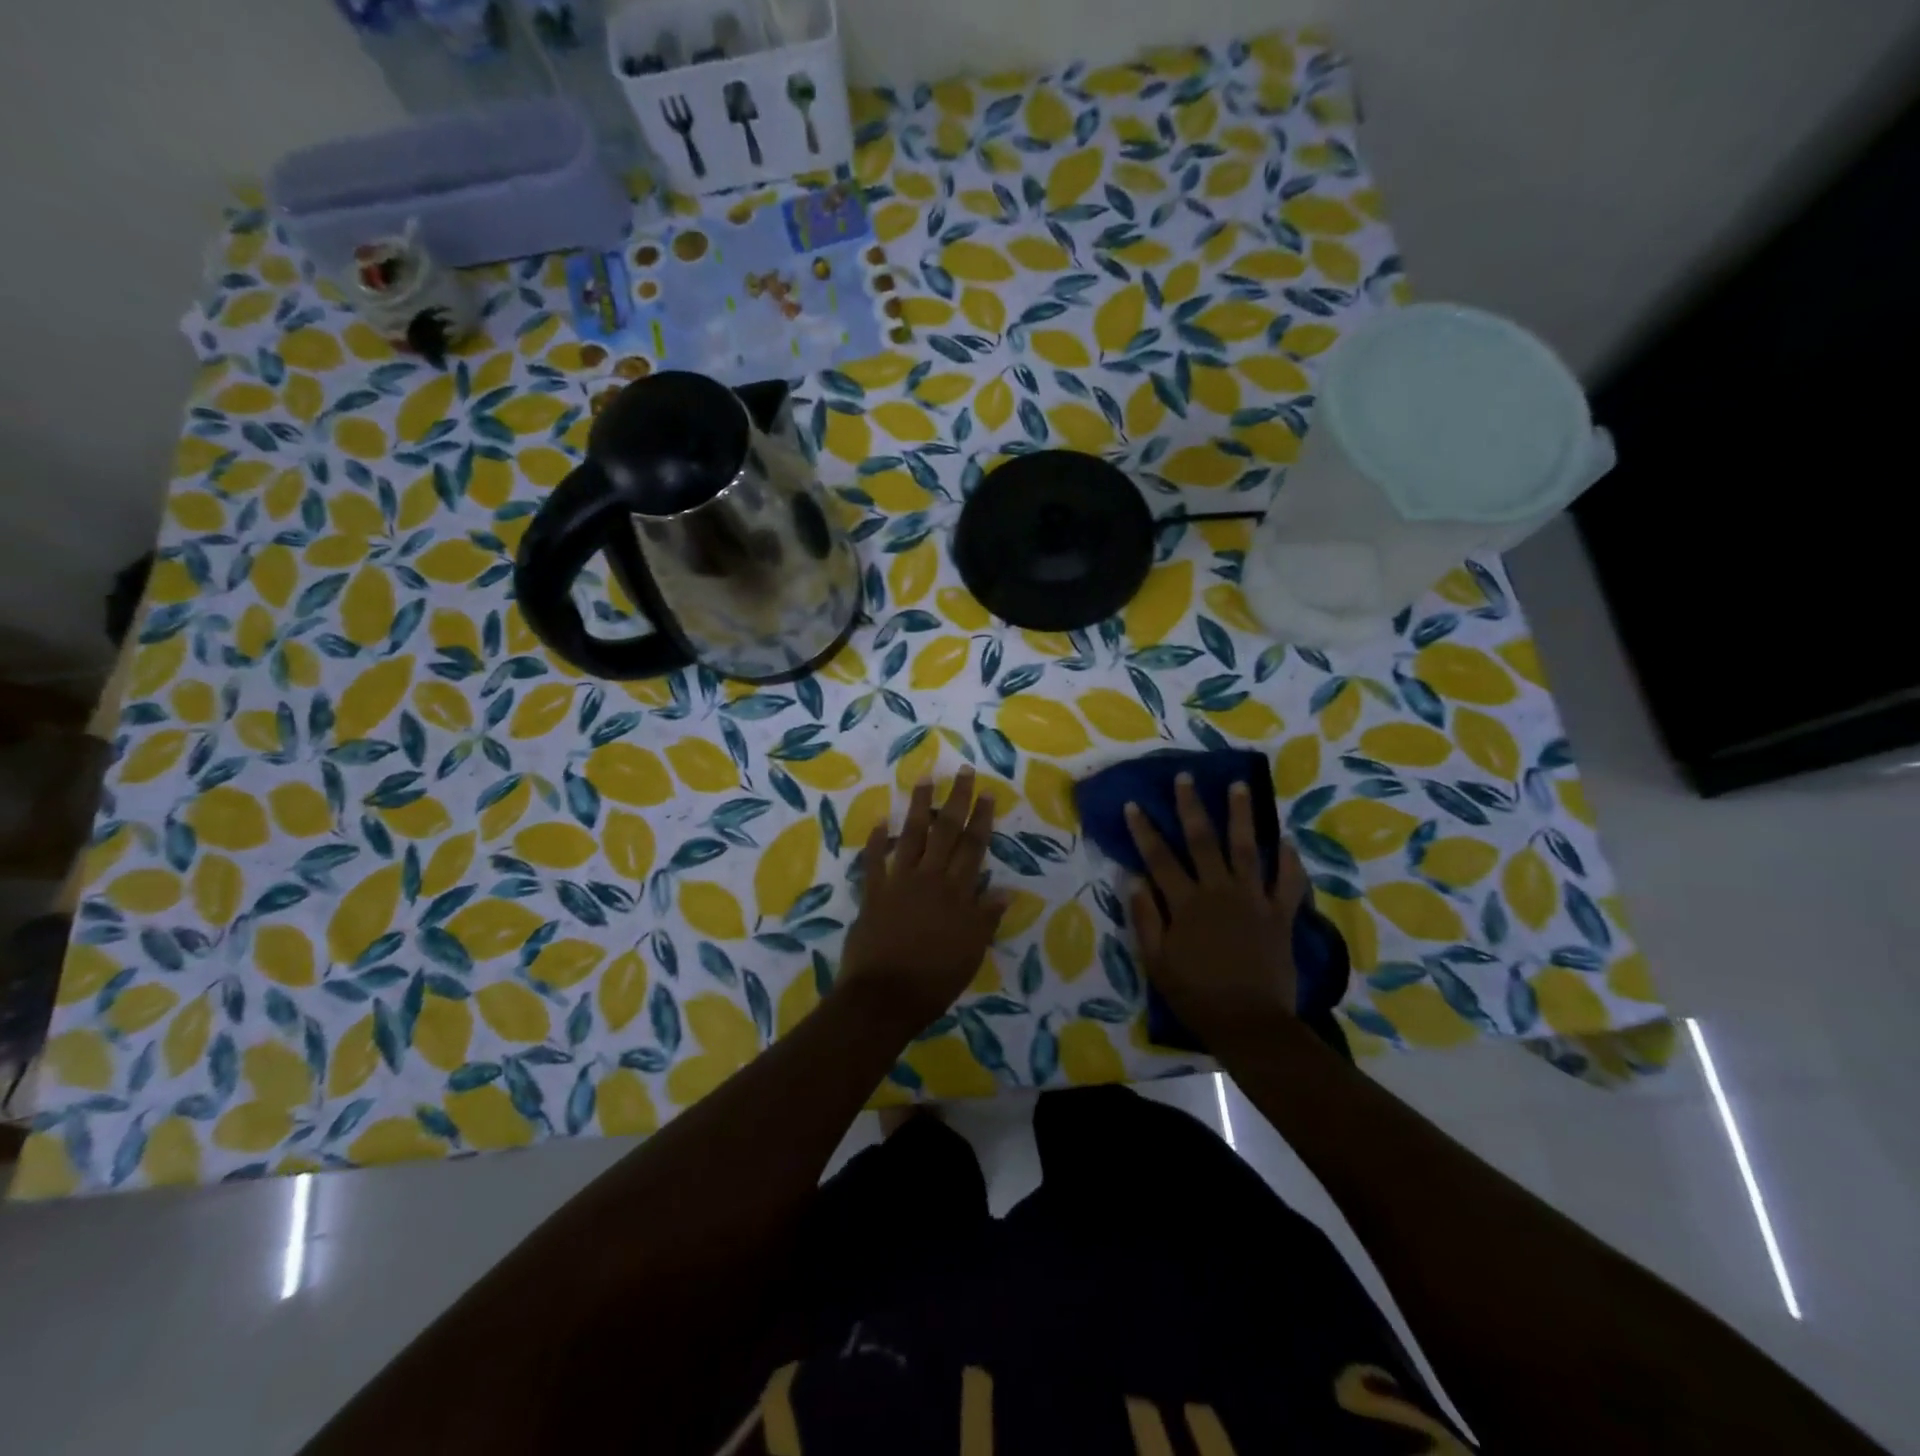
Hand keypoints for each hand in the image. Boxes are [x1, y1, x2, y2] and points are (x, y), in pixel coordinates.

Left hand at [839, 767, 1008, 1034]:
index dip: (981, 818)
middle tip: (962, 771)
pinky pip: (874, 861)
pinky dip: (877, 841)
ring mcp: (899, 883)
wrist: (885, 997)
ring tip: (924, 778)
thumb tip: (1006, 890)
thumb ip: (986, 918)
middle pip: (946, 831)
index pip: (974, 847)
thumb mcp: (972, 952)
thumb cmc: (935, 980)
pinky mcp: (873, 894)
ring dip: (918, 806)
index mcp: (958, 893)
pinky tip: (880, 820)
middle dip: (956, 799)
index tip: (986, 792)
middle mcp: (930, 879)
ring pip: (912, 836)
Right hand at [1126, 775, 1308, 1046]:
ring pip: (1247, 849)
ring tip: (1239, 786)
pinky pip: (1288, 882)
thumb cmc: (1196, 994)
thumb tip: (1132, 878)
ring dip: (1241, 816)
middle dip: (1191, 806)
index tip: (1135, 803)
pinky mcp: (1280, 915)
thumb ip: (1145, 917)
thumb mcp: (1156, 960)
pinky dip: (1289, 860)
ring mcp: (1254, 900)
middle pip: (1203, 841)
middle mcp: (1219, 891)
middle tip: (1186, 778)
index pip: (1159, 858)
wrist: (1250, 1023)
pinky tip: (1286, 840)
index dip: (1144, 830)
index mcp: (1185, 903)